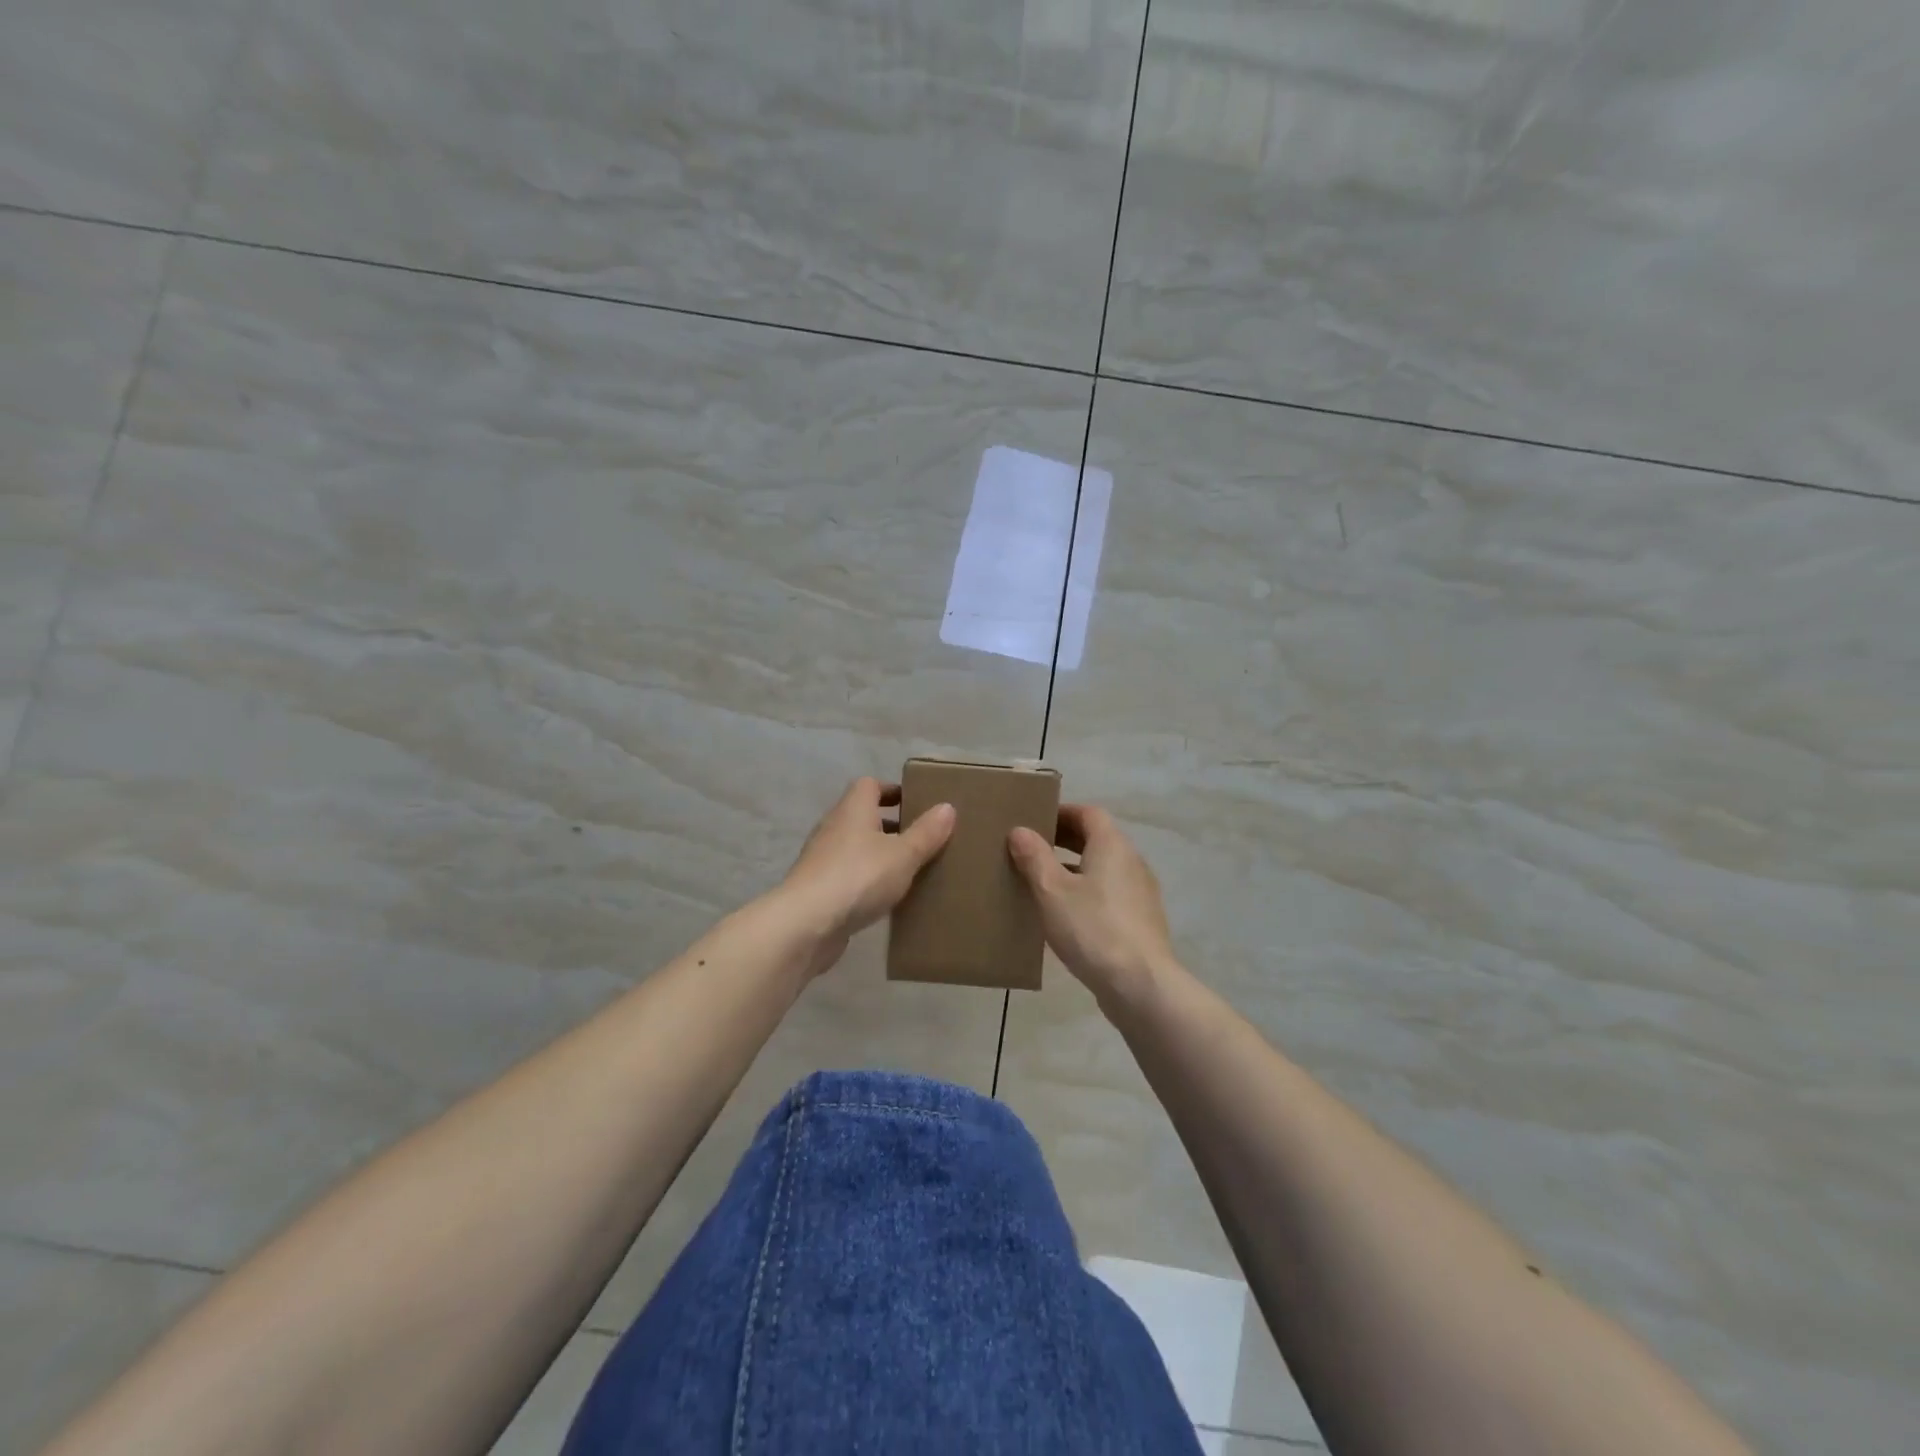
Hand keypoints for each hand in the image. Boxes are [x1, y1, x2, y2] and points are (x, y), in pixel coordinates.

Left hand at [778, 777, 955, 974]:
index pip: (870, 785)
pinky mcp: (818, 888)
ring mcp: (822, 859)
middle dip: (891, 825)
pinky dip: (866, 880)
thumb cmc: (859, 877)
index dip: (892, 790)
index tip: (916, 803)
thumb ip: (926, 833)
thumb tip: (947, 807)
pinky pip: (848, 875)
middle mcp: (834, 827)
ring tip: (909, 870)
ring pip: (855, 847)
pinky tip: (885, 898)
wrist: (806, 924)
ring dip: (879, 854)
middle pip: (863, 816)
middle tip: (921, 839)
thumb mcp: (903, 855)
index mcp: (853, 809)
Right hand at [1008, 804, 1176, 1006]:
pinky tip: (1066, 916)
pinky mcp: (1141, 921)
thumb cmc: (1092, 928)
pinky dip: (1087, 893)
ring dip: (1075, 869)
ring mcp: (1140, 893)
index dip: (1062, 813)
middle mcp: (1131, 862)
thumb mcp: (1052, 891)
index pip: (1088, 814)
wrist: (1140, 985)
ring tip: (1042, 883)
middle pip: (1097, 839)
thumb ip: (1034, 857)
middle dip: (1065, 840)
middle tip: (1031, 849)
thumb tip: (1020, 830)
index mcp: (1112, 846)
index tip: (1035, 820)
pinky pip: (1110, 894)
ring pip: (1103, 869)